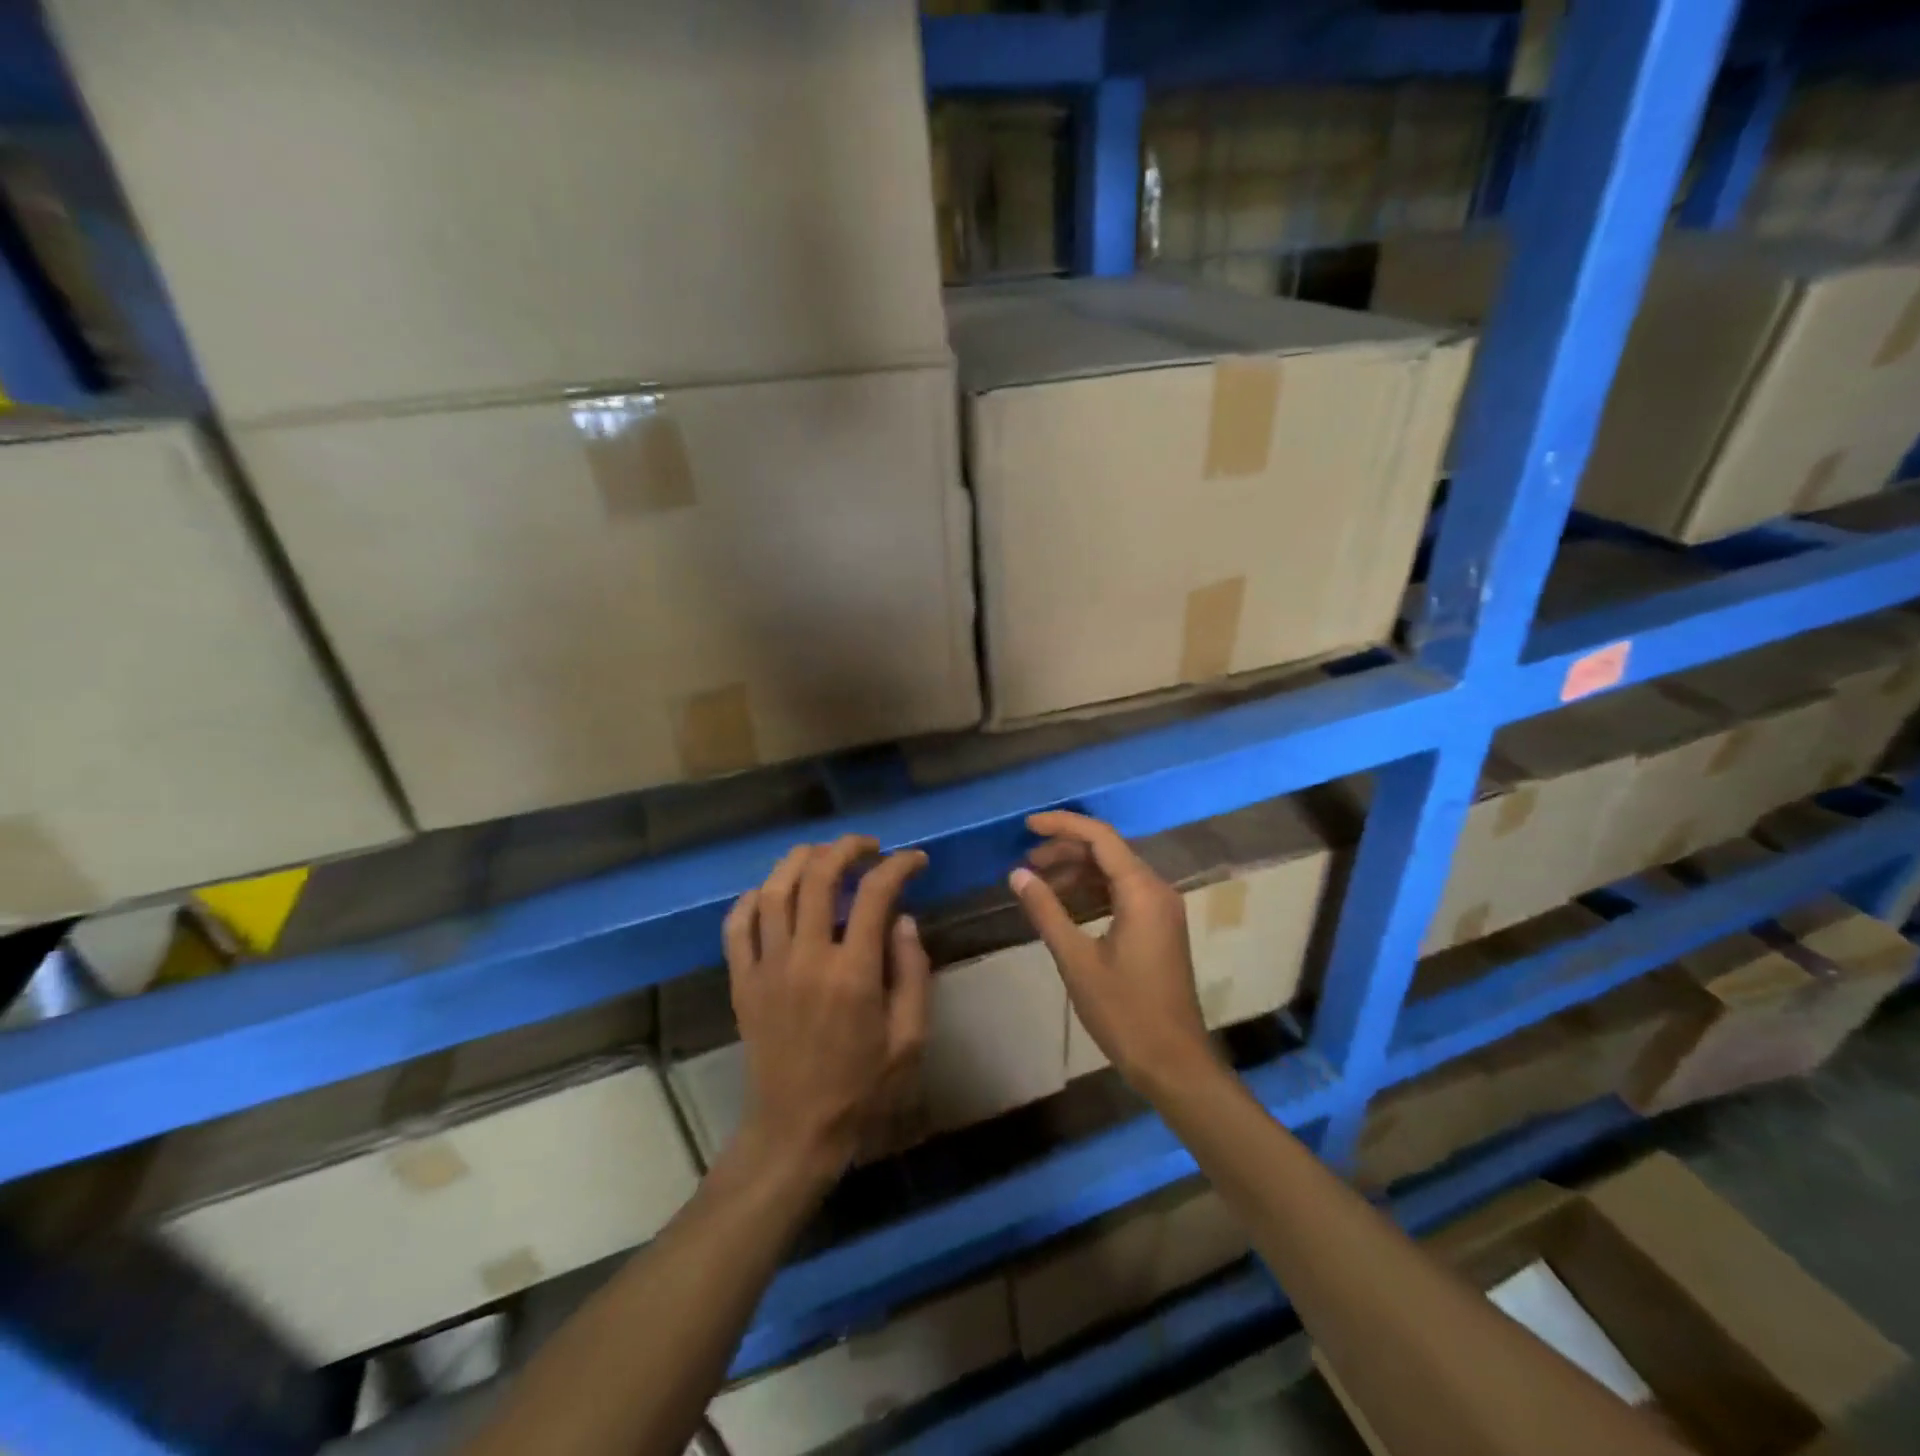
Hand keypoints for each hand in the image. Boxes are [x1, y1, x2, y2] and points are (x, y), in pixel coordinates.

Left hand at [723, 836, 929, 1187]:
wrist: (795, 1131)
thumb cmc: (862, 1089)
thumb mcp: (910, 1039)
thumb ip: (913, 973)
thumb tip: (904, 920)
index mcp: (853, 973)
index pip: (875, 895)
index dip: (898, 866)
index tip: (915, 861)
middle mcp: (806, 958)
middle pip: (818, 876)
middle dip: (846, 848)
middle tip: (867, 847)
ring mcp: (767, 968)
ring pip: (773, 890)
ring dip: (799, 860)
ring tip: (823, 856)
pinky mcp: (742, 982)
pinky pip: (736, 926)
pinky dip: (752, 899)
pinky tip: (772, 893)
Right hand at [1009, 811, 1215, 1089]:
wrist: (1174, 1063)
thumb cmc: (1124, 1012)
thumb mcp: (1076, 960)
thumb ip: (1046, 911)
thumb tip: (1017, 874)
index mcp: (1142, 891)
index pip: (1100, 837)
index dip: (1062, 825)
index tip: (1027, 826)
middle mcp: (1157, 890)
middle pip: (1108, 852)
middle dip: (1065, 850)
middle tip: (1026, 863)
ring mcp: (1161, 910)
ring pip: (1114, 872)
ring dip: (1077, 872)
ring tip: (1039, 883)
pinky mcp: (1159, 928)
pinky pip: (1123, 893)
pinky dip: (1092, 891)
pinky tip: (1065, 904)